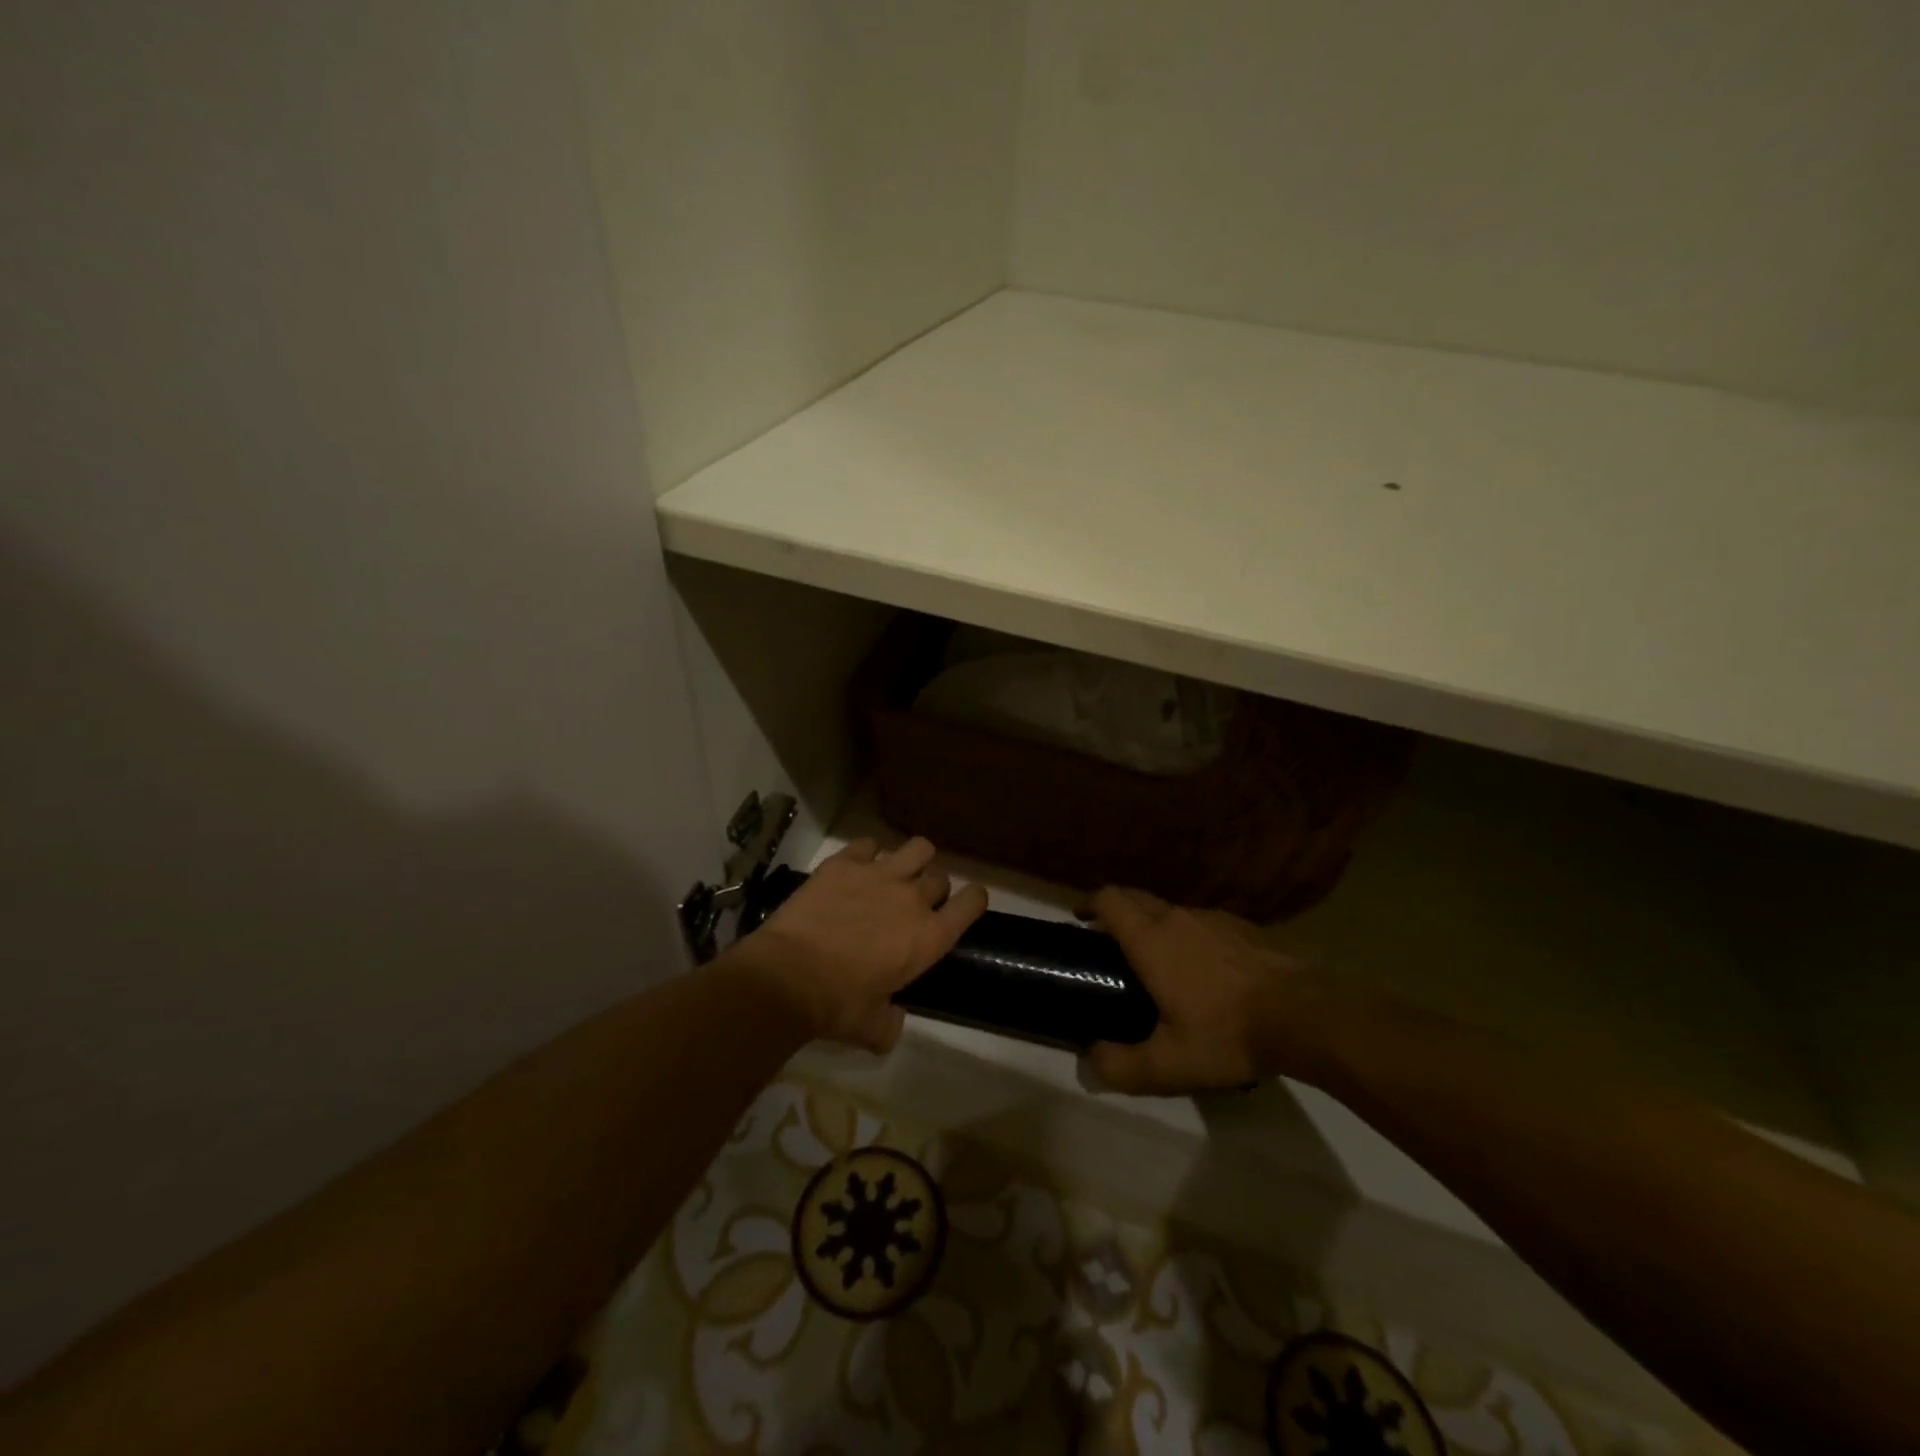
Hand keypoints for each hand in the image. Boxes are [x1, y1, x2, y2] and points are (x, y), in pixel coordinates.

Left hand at [727, 838, 988, 1052]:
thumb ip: (891, 1023)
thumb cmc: (836, 1006)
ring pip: (918, 848)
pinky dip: (866, 854)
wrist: (787, 977)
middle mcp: (913, 898)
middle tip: (913, 904)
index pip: (973, 902)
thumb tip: (893, 1020)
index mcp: (929, 937)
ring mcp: (879, 874)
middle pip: (940, 877)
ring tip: (895, 873)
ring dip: (912, 860)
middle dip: (932, 889)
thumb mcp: (872, 1028)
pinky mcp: (845, 862)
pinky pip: (868, 844)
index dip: (973, 900)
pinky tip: (855, 869)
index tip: (965, 904)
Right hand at [1086, 886, 1313, 1094]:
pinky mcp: (1244, 927)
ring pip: (1171, 910)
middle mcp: (1177, 917)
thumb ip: (1122, 1066)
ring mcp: (1214, 918)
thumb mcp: (1170, 1064)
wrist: (1306, 1015)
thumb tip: (1092, 1058)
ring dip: (1155, 925)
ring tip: (1159, 962)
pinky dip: (1190, 935)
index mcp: (1151, 939)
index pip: (1109, 899)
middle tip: (1111, 945)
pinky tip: (1205, 971)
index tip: (1081, 920)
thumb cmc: (1228, 1033)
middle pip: (1136, 898)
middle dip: (1118, 913)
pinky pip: (1203, 922)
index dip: (1089, 904)